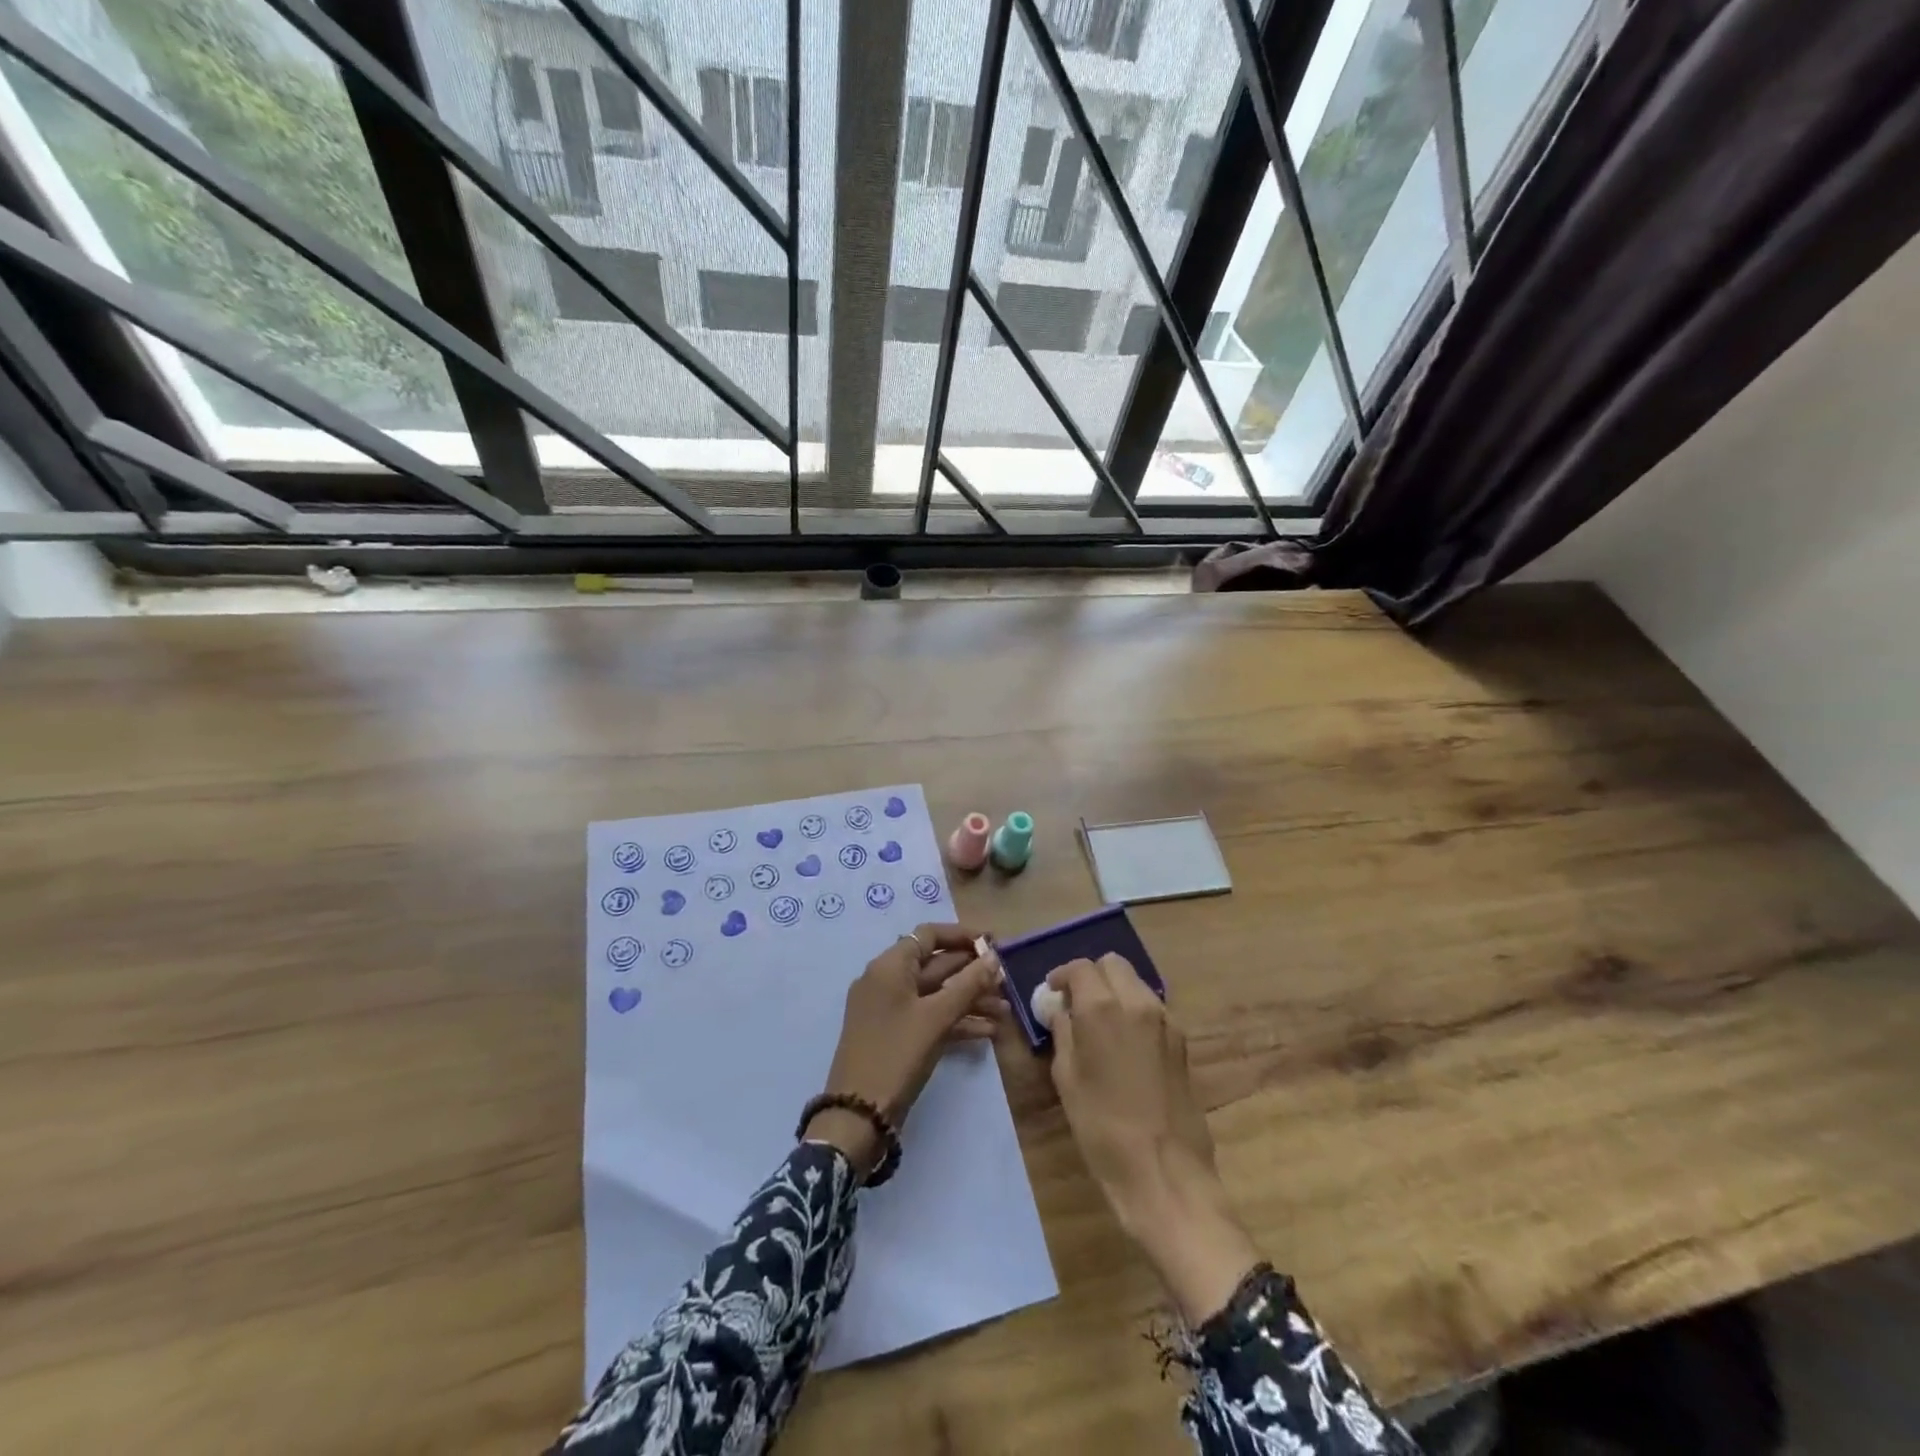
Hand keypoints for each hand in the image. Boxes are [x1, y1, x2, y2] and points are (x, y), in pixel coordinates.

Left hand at [805, 924, 1005, 1177]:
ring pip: (936, 994)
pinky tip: (988, 1032)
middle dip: (972, 972)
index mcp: (889, 966)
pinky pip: (930, 1017)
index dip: (962, 936)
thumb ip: (968, 985)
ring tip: (1005, 1010)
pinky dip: (956, 1021)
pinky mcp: (896, 1035)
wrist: (858, 1116)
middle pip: (935, 964)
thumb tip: (994, 958)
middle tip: (1007, 981)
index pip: (929, 935)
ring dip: (969, 999)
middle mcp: (887, 981)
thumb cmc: (896, 1054)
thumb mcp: (936, 1017)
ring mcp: (890, 1010)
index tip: (994, 944)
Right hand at [1047, 955, 1258, 1324]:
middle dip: (1091, 976)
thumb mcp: (1067, 1079)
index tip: (1051, 993)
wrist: (1166, 1174)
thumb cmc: (1103, 1129)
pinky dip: (1134, 1011)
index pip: (1080, 967)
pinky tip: (1123, 1044)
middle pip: (1113, 965)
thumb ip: (1062, 1033)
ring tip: (1099, 1024)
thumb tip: (1059, 1010)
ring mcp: (1166, 1020)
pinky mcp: (1182, 1042)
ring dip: (1115, 991)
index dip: (1062, 976)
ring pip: (1136, 983)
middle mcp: (1138, 1002)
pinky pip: (1152, 1009)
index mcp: (1103, 1007)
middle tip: (1075, 1003)